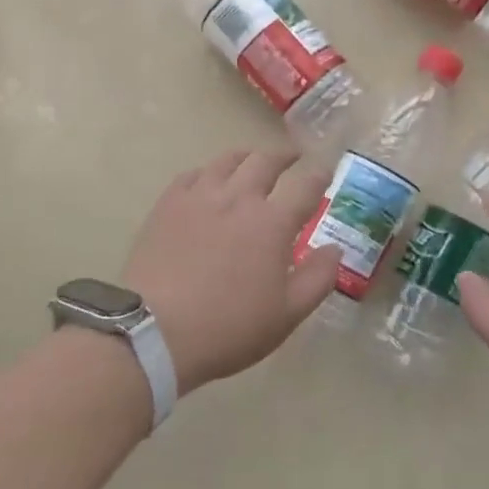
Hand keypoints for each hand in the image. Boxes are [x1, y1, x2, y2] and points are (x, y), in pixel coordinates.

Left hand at [120, 148, 343, 394]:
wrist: (154, 333)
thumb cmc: (229, 328)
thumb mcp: (287, 314)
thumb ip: (318, 278)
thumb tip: (334, 249)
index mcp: (273, 222)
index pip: (305, 186)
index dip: (319, 176)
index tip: (325, 172)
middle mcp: (239, 198)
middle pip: (266, 161)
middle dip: (285, 156)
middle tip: (293, 157)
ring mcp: (199, 197)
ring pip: (228, 160)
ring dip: (248, 156)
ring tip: (253, 160)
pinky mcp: (167, 205)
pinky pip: (193, 174)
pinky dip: (209, 171)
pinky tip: (209, 180)